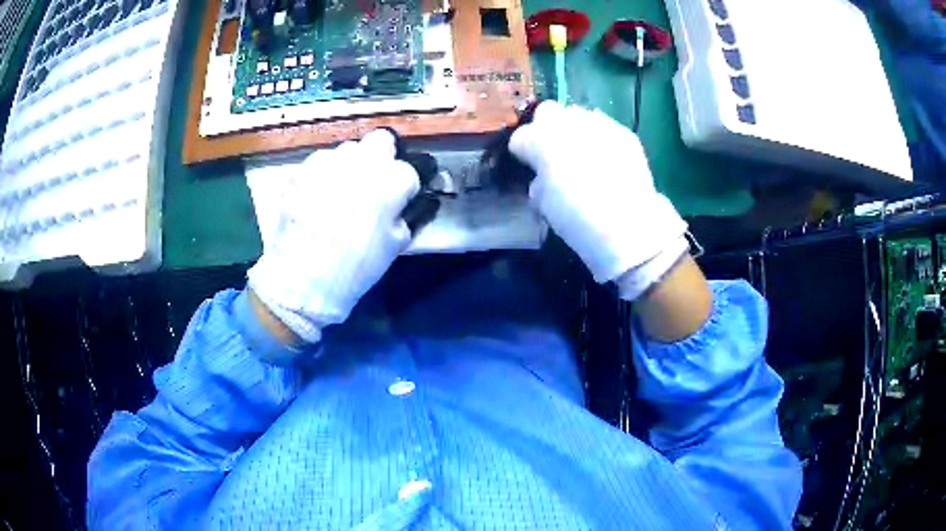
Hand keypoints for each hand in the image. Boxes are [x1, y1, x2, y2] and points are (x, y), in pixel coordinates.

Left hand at [247, 129, 419, 343]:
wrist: (303, 278)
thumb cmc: (357, 266)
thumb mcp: (395, 244)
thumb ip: (408, 214)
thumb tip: (408, 201)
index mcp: (392, 180)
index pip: (410, 169)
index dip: (406, 186)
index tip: (401, 199)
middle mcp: (362, 160)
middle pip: (381, 141)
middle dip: (382, 157)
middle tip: (374, 183)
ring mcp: (329, 160)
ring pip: (349, 149)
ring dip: (352, 165)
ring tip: (343, 191)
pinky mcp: (303, 168)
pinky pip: (322, 161)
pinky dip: (326, 173)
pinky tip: (319, 196)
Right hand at [509, 101, 688, 299]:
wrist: (627, 226)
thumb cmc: (576, 219)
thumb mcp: (543, 204)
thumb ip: (538, 179)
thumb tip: (543, 175)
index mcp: (540, 140)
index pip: (521, 136)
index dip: (523, 152)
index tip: (529, 165)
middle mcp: (567, 123)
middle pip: (548, 112)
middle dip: (546, 129)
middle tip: (553, 152)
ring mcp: (598, 124)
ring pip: (577, 115)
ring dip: (574, 130)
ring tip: (583, 154)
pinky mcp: (623, 132)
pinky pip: (604, 127)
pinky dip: (600, 138)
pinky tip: (606, 159)